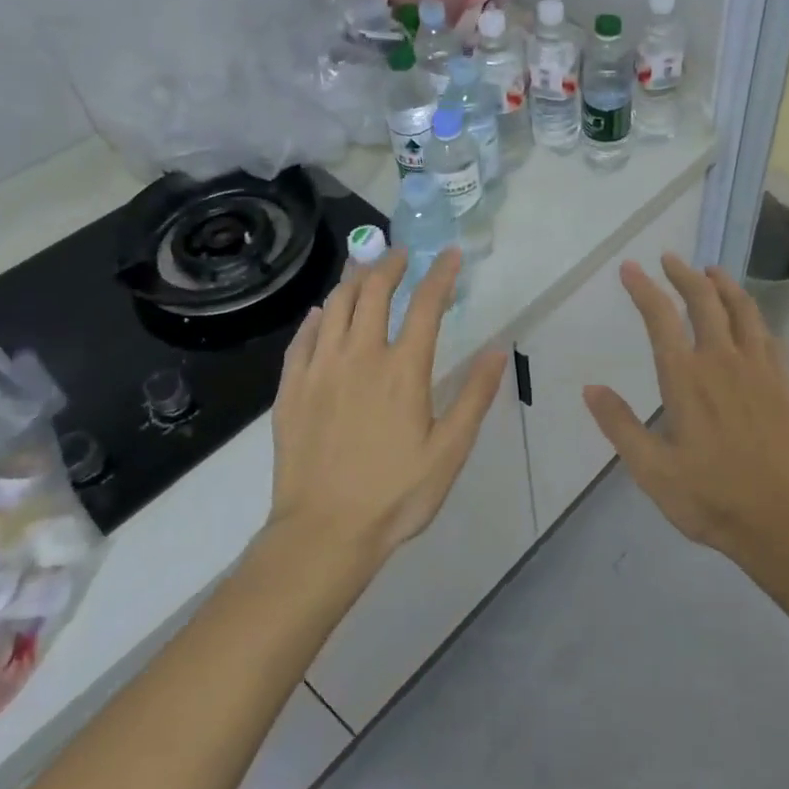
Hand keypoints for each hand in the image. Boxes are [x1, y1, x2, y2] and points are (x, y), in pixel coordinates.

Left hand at [269, 246, 509, 564]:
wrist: (323, 533)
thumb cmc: (396, 494)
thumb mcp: (449, 450)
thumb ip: (474, 396)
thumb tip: (498, 350)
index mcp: (402, 370)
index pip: (425, 304)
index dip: (441, 274)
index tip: (450, 255)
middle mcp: (359, 356)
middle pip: (373, 292)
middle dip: (391, 265)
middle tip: (403, 256)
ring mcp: (319, 370)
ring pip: (334, 306)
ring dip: (353, 280)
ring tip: (365, 270)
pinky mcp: (291, 389)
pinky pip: (301, 338)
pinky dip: (316, 317)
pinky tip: (321, 314)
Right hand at [583, 253, 788, 562]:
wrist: (781, 519)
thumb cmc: (710, 497)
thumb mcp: (652, 470)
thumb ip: (620, 425)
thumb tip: (590, 388)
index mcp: (686, 379)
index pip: (661, 318)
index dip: (644, 289)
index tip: (630, 268)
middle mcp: (721, 361)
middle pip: (704, 301)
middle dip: (684, 275)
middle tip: (669, 259)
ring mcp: (757, 368)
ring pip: (742, 309)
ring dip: (723, 284)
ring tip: (711, 270)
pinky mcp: (782, 382)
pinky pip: (767, 334)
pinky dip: (753, 314)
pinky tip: (749, 316)